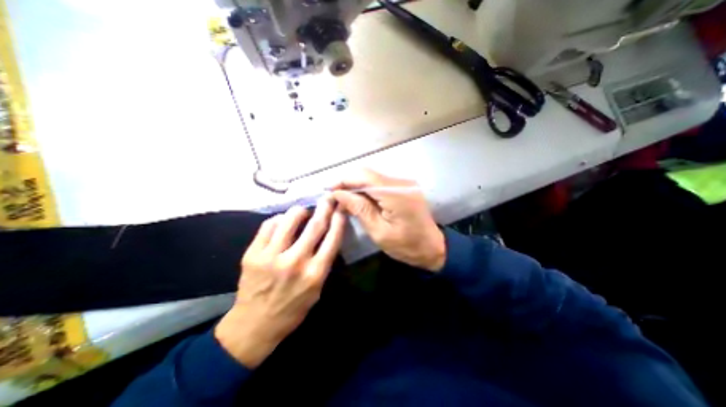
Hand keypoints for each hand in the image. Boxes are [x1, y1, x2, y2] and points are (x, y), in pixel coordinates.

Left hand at [214, 200, 345, 367]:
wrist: (254, 325)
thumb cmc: (292, 309)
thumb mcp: (317, 290)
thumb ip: (323, 262)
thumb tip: (327, 235)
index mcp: (315, 273)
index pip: (332, 238)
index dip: (338, 219)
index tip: (341, 207)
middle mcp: (295, 262)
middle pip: (315, 225)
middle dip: (324, 207)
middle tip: (327, 198)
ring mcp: (271, 257)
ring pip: (289, 220)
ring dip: (300, 211)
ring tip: (303, 211)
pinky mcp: (253, 254)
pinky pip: (268, 225)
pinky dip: (278, 219)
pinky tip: (282, 222)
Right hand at [330, 170, 445, 270]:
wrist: (433, 248)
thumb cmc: (406, 245)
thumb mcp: (379, 231)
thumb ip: (359, 209)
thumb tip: (338, 193)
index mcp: (395, 193)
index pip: (364, 176)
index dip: (343, 180)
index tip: (328, 190)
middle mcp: (400, 182)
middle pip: (367, 173)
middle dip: (348, 182)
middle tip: (334, 195)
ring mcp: (404, 183)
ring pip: (372, 177)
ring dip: (356, 185)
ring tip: (343, 199)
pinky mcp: (404, 188)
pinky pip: (380, 183)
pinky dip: (366, 189)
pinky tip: (358, 199)